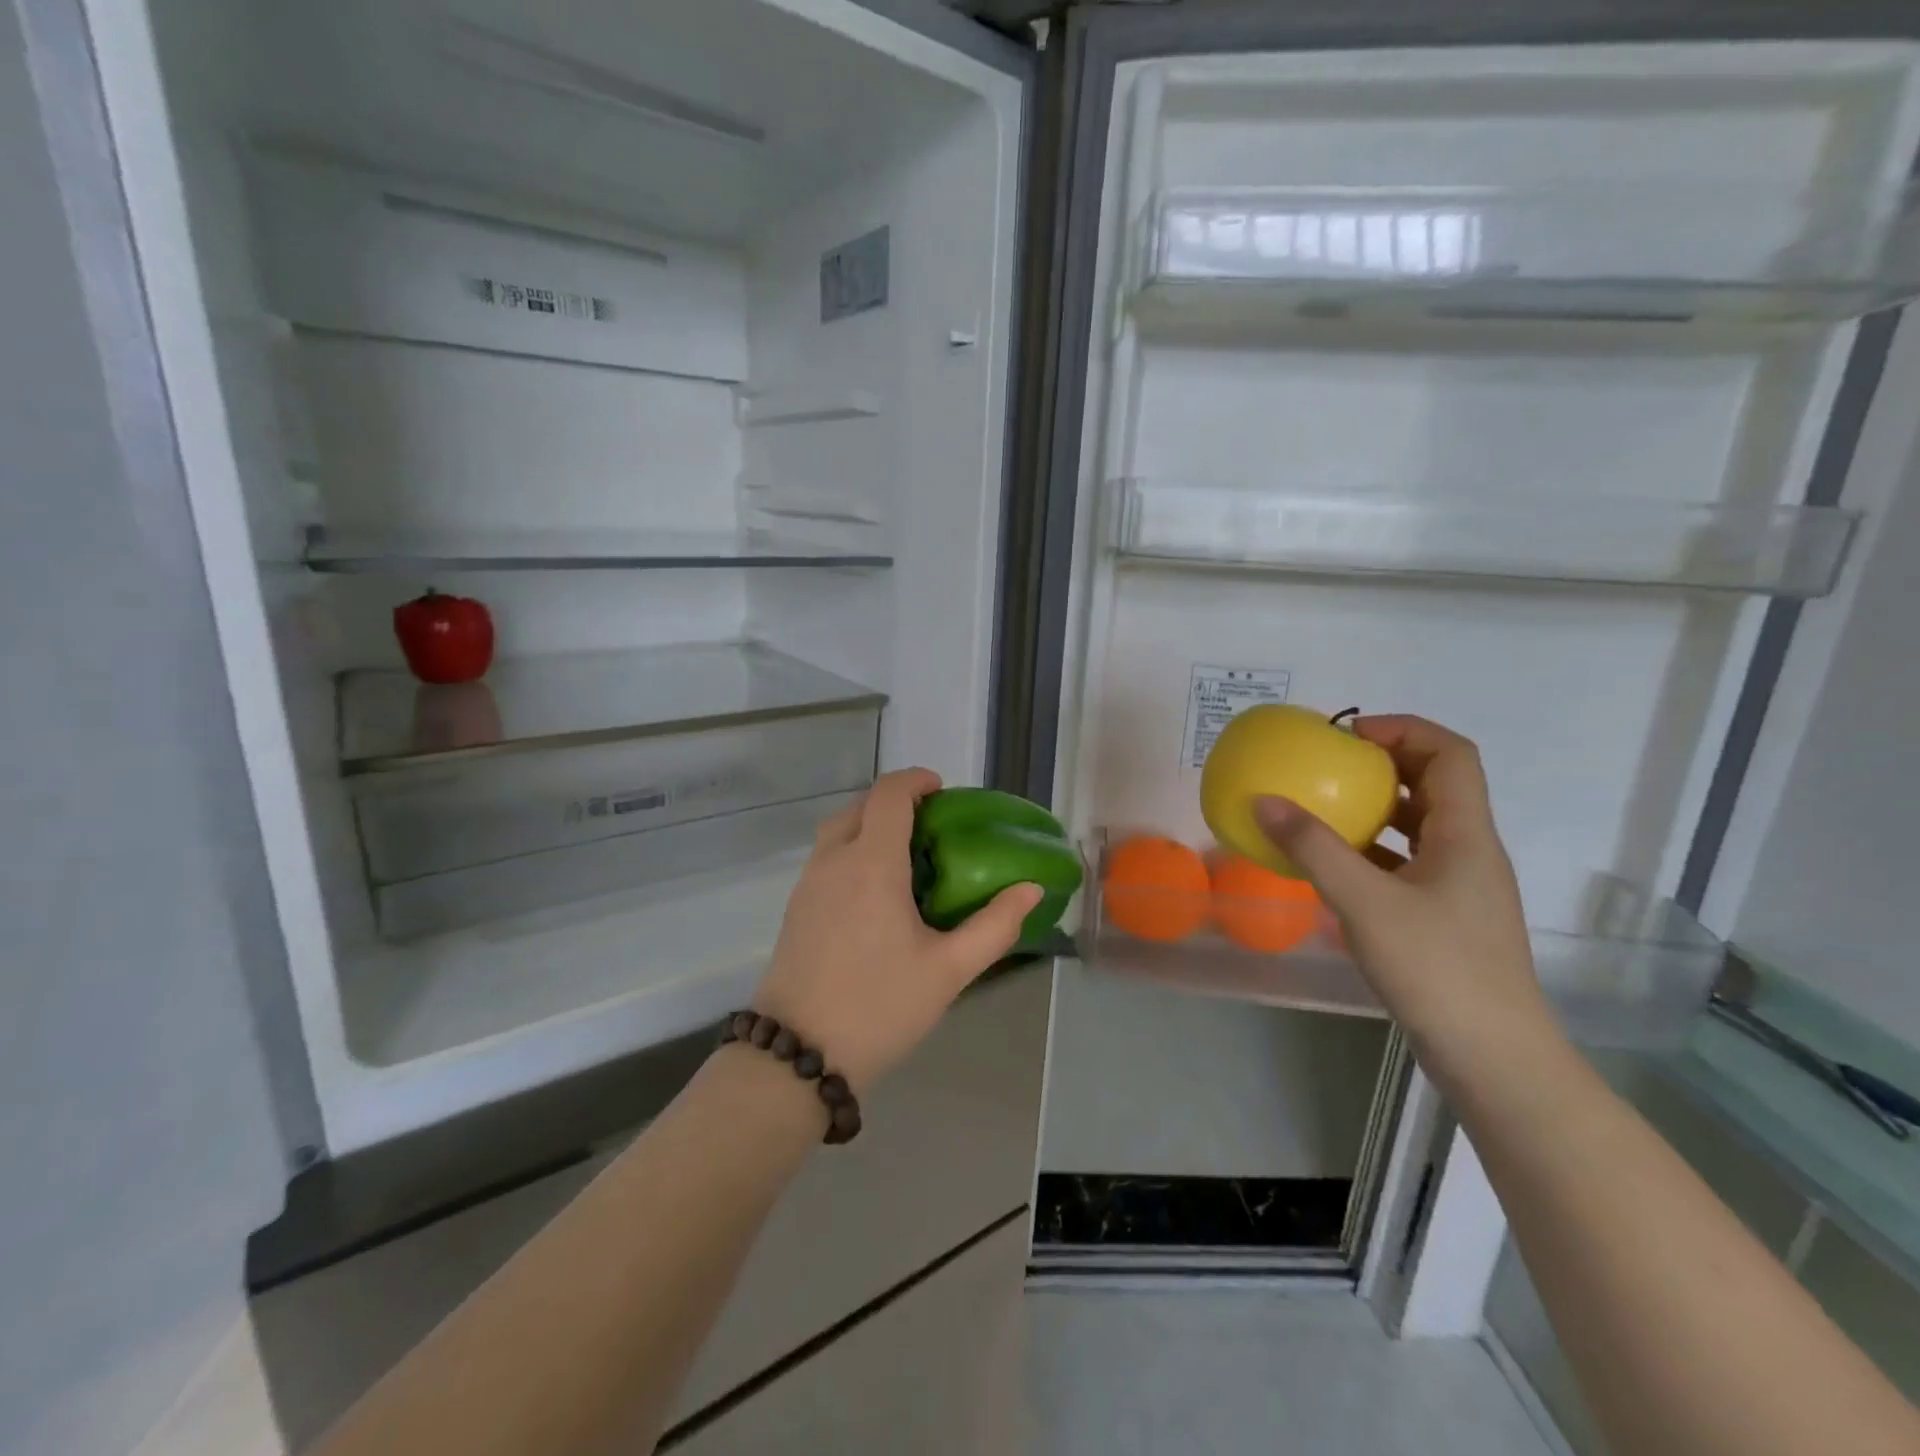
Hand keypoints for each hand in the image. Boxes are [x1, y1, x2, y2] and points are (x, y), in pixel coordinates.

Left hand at [752, 768, 1043, 1092]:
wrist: (797, 1058)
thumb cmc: (879, 1006)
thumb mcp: (949, 970)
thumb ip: (995, 926)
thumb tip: (1030, 889)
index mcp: (870, 864)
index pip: (889, 795)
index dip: (916, 780)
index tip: (942, 790)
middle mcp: (833, 862)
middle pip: (860, 806)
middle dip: (895, 803)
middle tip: (931, 827)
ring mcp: (807, 885)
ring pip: (838, 832)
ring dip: (870, 827)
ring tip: (906, 858)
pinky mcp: (795, 909)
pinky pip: (826, 860)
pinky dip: (852, 852)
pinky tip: (876, 895)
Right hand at [1253, 715, 1552, 1059]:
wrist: (1493, 1058)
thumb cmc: (1437, 969)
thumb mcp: (1364, 903)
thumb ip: (1313, 848)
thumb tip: (1263, 800)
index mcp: (1466, 834)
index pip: (1451, 754)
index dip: (1403, 730)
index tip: (1348, 736)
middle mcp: (1470, 851)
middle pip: (1436, 784)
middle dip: (1383, 765)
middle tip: (1329, 767)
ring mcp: (1460, 887)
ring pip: (1421, 825)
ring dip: (1375, 809)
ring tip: (1323, 810)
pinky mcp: (1445, 917)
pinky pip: (1407, 863)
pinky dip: (1371, 851)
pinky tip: (1333, 867)